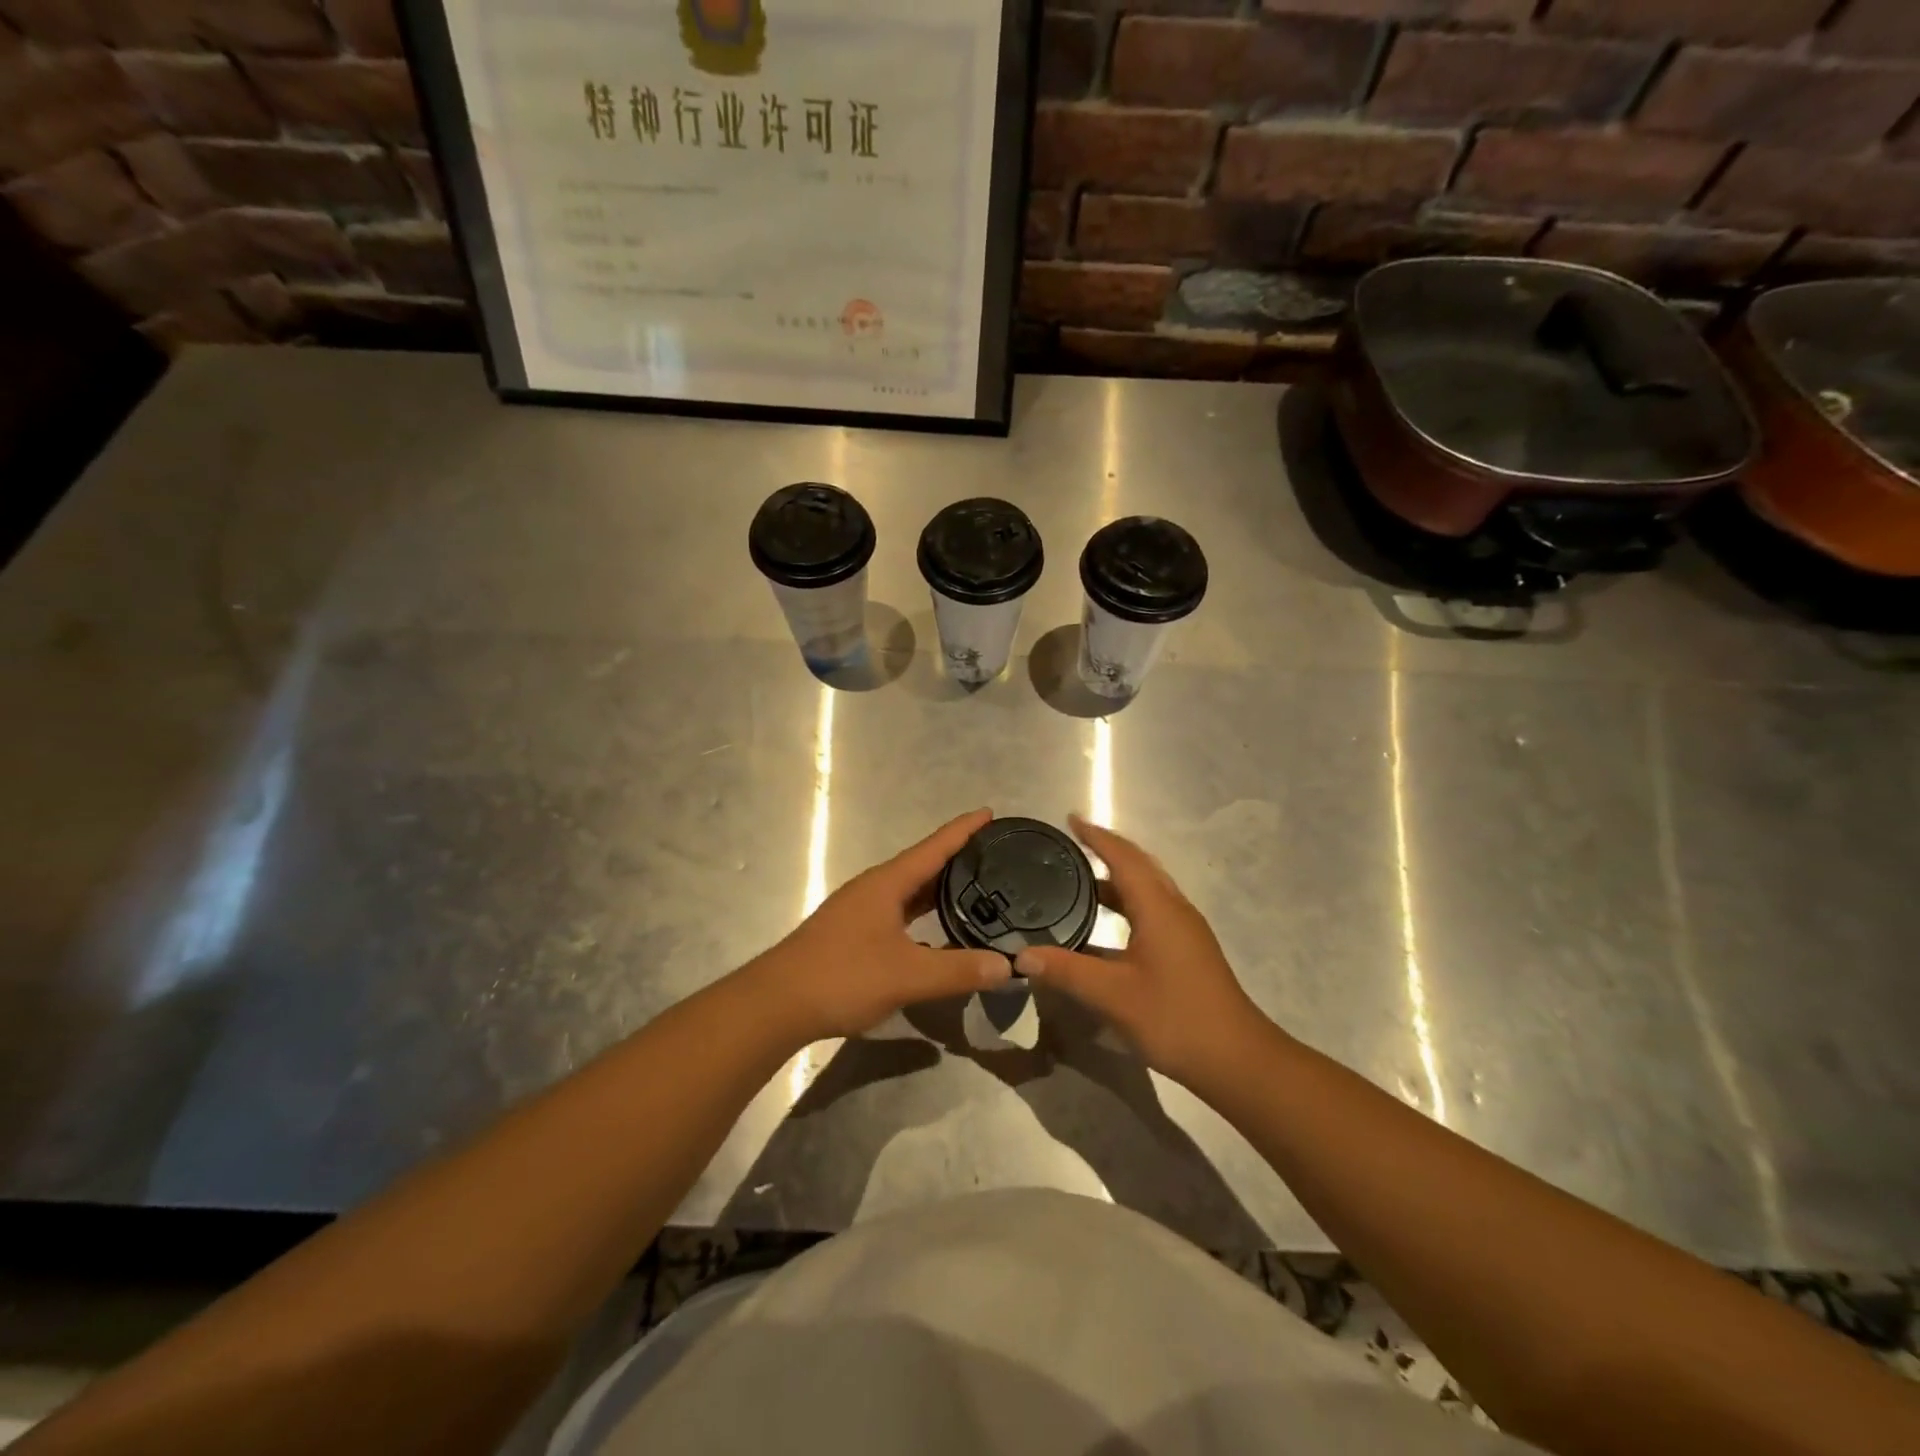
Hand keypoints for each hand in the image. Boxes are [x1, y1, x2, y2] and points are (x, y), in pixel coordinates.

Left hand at [750, 809, 1012, 1041]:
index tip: (990, 813)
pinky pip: (898, 913)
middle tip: (995, 856)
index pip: (934, 847)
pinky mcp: (853, 933)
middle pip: (922, 865)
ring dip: (939, 889)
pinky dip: (923, 915)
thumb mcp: (907, 975)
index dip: (963, 830)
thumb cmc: (842, 976)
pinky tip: (938, 932)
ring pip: (909, 892)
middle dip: (957, 858)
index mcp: (886, 883)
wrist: (777, 1004)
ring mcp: (860, 910)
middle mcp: (873, 888)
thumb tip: (1008, 967)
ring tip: (975, 889)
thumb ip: (958, 970)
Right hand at [1016, 816, 1269, 1087]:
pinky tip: (1103, 927)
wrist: (1237, 1059)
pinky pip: (1151, 910)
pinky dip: (1125, 904)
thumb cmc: (1175, 1018)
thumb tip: (1021, 955)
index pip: (1124, 857)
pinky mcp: (1187, 951)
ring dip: (1116, 878)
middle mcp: (1174, 909)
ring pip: (1147, 890)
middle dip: (1107, 850)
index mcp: (1158, 908)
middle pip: (1139, 866)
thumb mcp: (1113, 995)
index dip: (1096, 836)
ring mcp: (1184, 931)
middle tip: (1071, 845)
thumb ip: (1066, 971)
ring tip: (1079, 880)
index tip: (1070, 820)